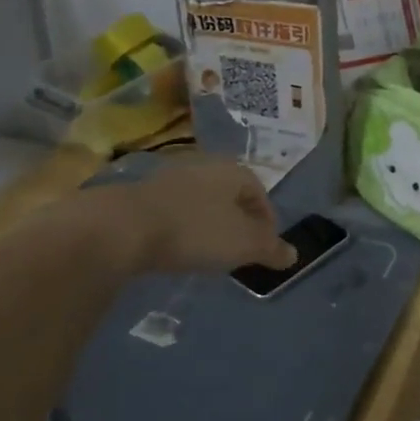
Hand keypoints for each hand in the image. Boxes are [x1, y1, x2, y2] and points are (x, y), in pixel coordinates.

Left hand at [118, 159, 295, 275]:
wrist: (125, 227)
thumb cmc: (196, 231)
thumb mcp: (243, 244)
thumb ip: (270, 249)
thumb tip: (294, 254)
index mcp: (234, 171)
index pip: (260, 193)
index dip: (267, 221)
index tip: (265, 246)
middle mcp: (206, 166)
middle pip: (232, 194)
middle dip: (239, 220)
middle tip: (240, 249)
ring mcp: (172, 177)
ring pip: (203, 200)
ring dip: (211, 222)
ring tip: (210, 250)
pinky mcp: (145, 194)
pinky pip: (177, 208)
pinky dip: (185, 225)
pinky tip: (179, 245)